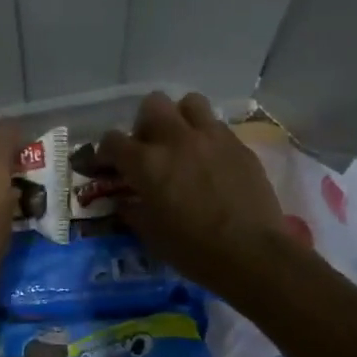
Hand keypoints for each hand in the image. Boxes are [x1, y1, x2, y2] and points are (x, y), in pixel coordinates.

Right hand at [99, 92, 295, 293]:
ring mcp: (211, 138)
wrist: (251, 254)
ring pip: (190, 103)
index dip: (105, 153)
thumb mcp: (150, 235)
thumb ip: (132, 210)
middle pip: (152, 105)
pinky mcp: (239, 145)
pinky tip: (211, 161)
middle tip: (149, 148)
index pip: (112, 140)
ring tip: (182, 142)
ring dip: (180, 118)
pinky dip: (207, 137)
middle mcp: (176, 139)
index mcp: (146, 162)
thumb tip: (124, 200)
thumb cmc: (193, 250)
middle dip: (144, 123)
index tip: (107, 167)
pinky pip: (217, 126)